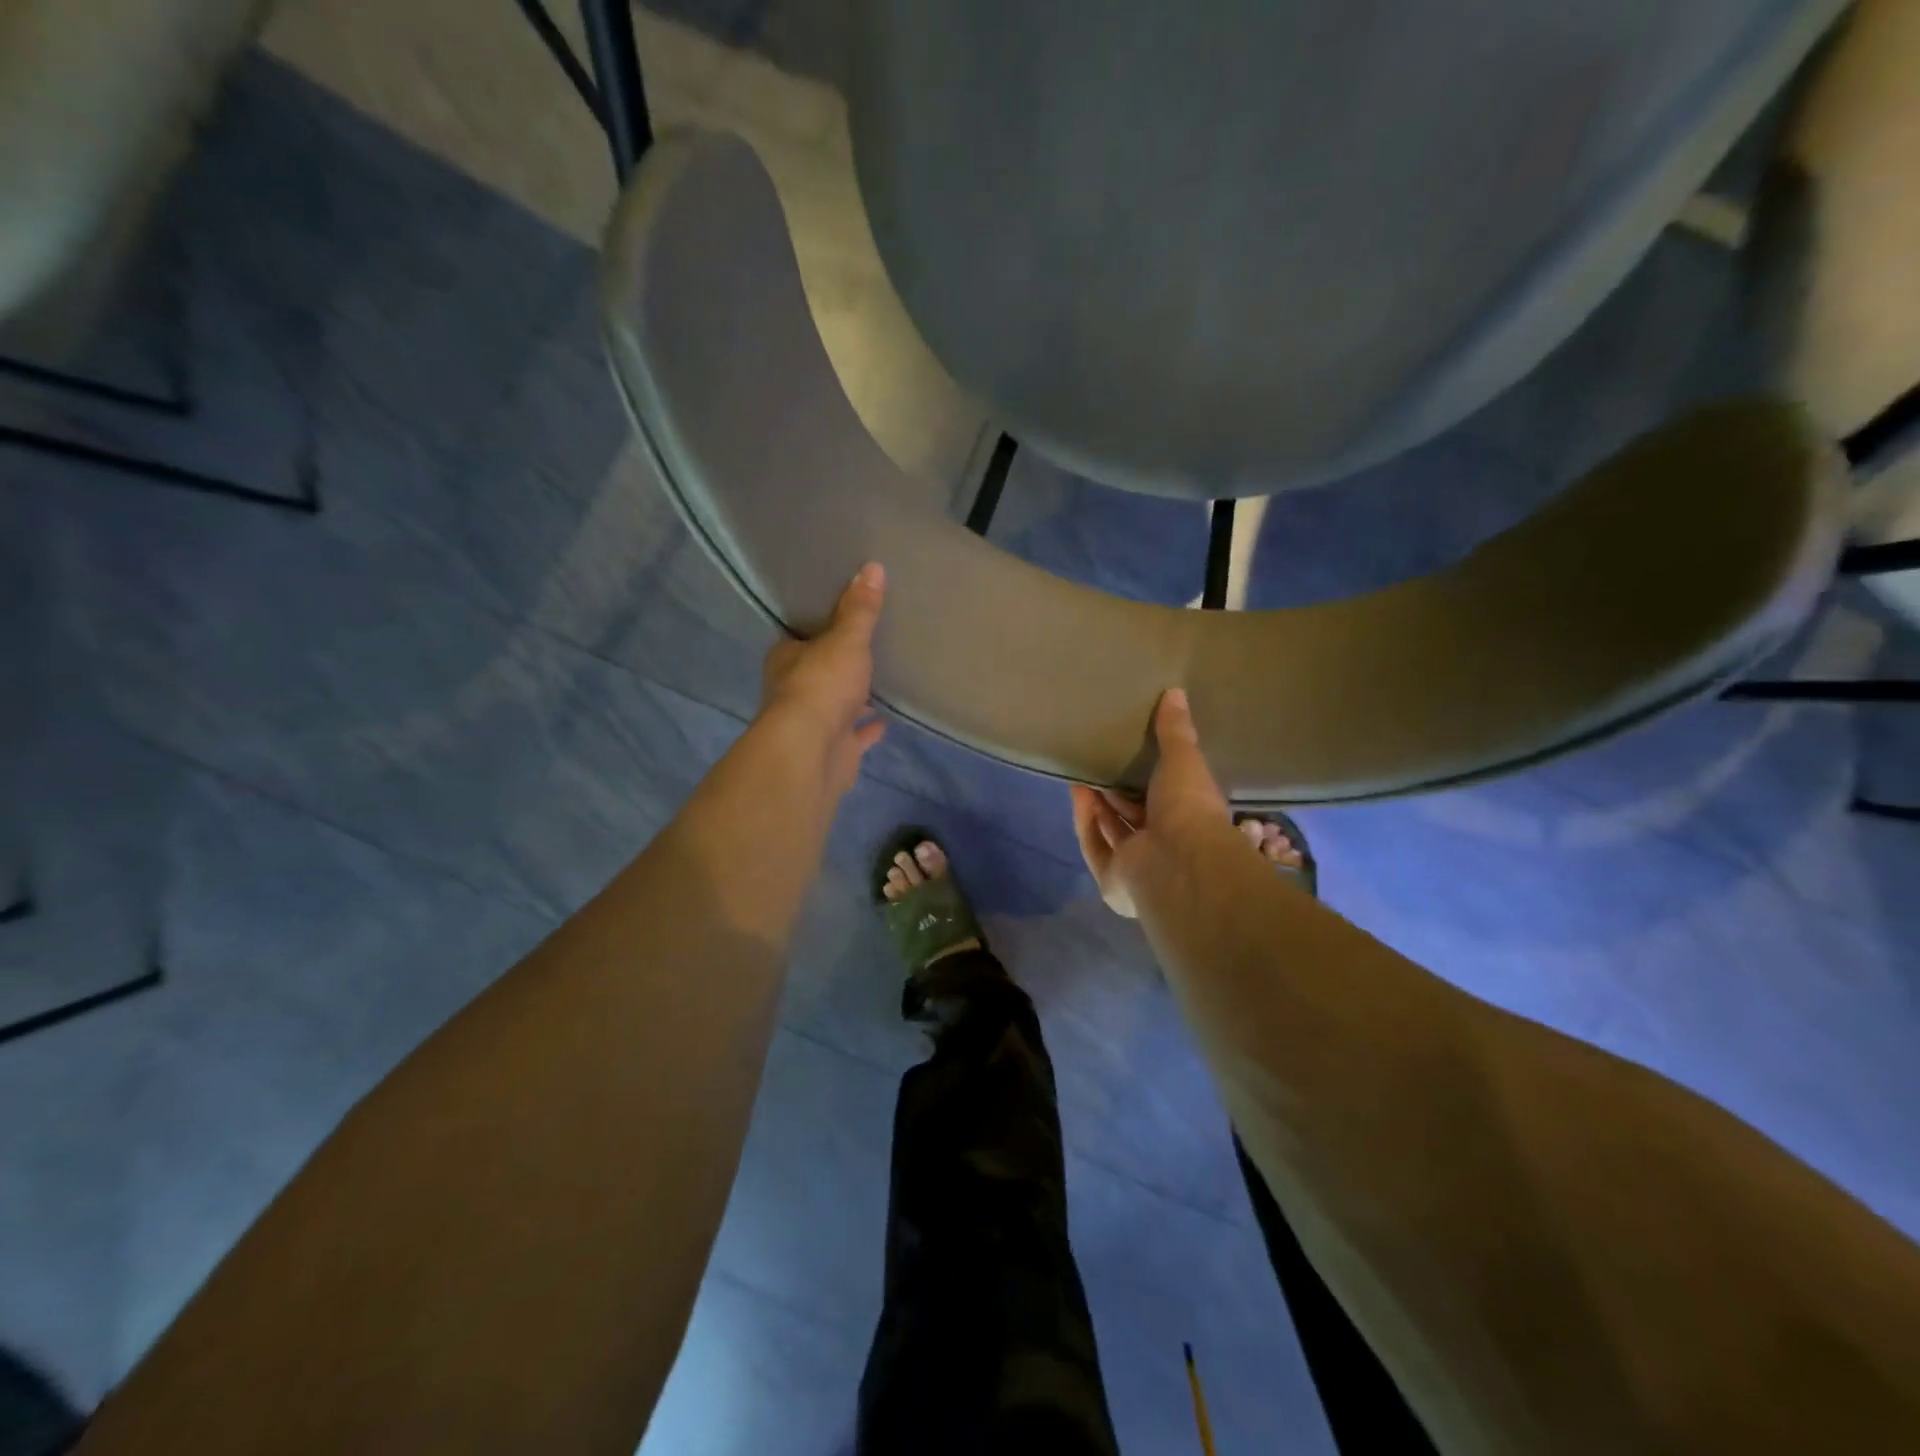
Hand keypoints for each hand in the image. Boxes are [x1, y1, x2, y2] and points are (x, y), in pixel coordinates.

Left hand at [758, 563, 888, 796]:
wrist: (812, 752)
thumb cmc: (822, 685)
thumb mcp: (846, 639)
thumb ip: (860, 610)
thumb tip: (873, 567)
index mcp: (787, 659)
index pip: (799, 637)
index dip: (816, 628)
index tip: (838, 616)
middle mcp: (794, 690)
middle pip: (817, 671)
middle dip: (836, 663)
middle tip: (864, 646)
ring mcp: (813, 724)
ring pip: (835, 705)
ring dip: (852, 697)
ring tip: (879, 680)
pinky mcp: (833, 750)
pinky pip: (854, 735)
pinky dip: (868, 729)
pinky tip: (886, 720)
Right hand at [1070, 688, 1228, 917]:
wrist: (1178, 862)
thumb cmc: (1189, 808)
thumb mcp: (1184, 760)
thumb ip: (1175, 730)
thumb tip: (1176, 692)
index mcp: (1192, 822)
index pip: (1169, 800)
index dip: (1151, 780)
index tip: (1133, 755)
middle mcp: (1166, 847)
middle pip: (1135, 817)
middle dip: (1116, 792)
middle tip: (1100, 762)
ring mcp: (1139, 867)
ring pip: (1112, 831)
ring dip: (1097, 804)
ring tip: (1082, 772)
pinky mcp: (1112, 880)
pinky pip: (1095, 846)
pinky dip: (1085, 820)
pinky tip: (1077, 792)